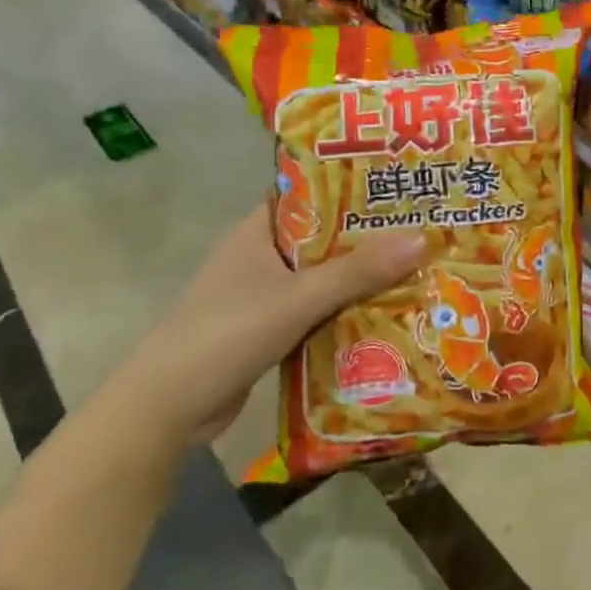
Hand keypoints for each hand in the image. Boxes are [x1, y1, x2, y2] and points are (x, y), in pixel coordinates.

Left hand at [131, 201, 427, 445]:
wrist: (168, 407)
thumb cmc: (228, 333)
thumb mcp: (298, 298)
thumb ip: (358, 271)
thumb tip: (422, 238)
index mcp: (258, 231)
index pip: (308, 193)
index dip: (350, 185)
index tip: (397, 183)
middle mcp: (260, 256)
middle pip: (322, 237)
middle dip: (366, 237)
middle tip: (421, 228)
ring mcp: (261, 295)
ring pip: (320, 277)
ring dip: (358, 278)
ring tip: (415, 268)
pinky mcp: (266, 330)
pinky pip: (314, 311)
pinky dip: (342, 312)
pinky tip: (383, 315)